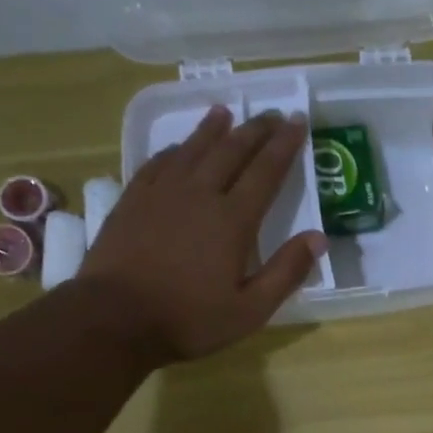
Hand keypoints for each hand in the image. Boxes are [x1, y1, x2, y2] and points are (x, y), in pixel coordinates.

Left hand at [75, 107, 325, 362]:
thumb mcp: (250, 310)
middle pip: (231, 151)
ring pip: (193, 149)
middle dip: (254, 130)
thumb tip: (318, 238)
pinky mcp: (133, 200)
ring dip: (212, 129)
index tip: (297, 121)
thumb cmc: (189, 319)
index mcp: (233, 220)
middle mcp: (200, 194)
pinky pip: (158, 163)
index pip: (266, 172)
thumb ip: (286, 272)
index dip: (284, 145)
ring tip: (225, 112)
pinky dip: (175, 149)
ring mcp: (162, 193)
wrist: (115, 318)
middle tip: (270, 114)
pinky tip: (179, 147)